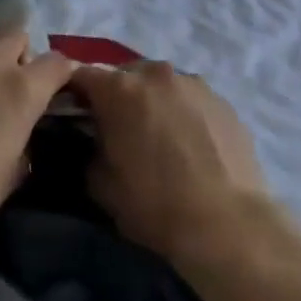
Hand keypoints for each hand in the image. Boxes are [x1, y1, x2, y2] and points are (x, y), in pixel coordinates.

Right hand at [72, 61, 272, 268]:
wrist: (228, 225)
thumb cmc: (155, 205)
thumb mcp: (101, 185)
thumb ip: (91, 150)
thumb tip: (97, 142)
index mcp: (120, 88)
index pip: (81, 75)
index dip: (72, 93)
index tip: (73, 115)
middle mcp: (156, 74)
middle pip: (124, 75)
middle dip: (117, 96)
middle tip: (118, 129)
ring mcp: (195, 84)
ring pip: (161, 85)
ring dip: (153, 102)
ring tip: (159, 137)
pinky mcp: (224, 101)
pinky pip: (191, 100)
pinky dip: (183, 114)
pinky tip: (190, 146)